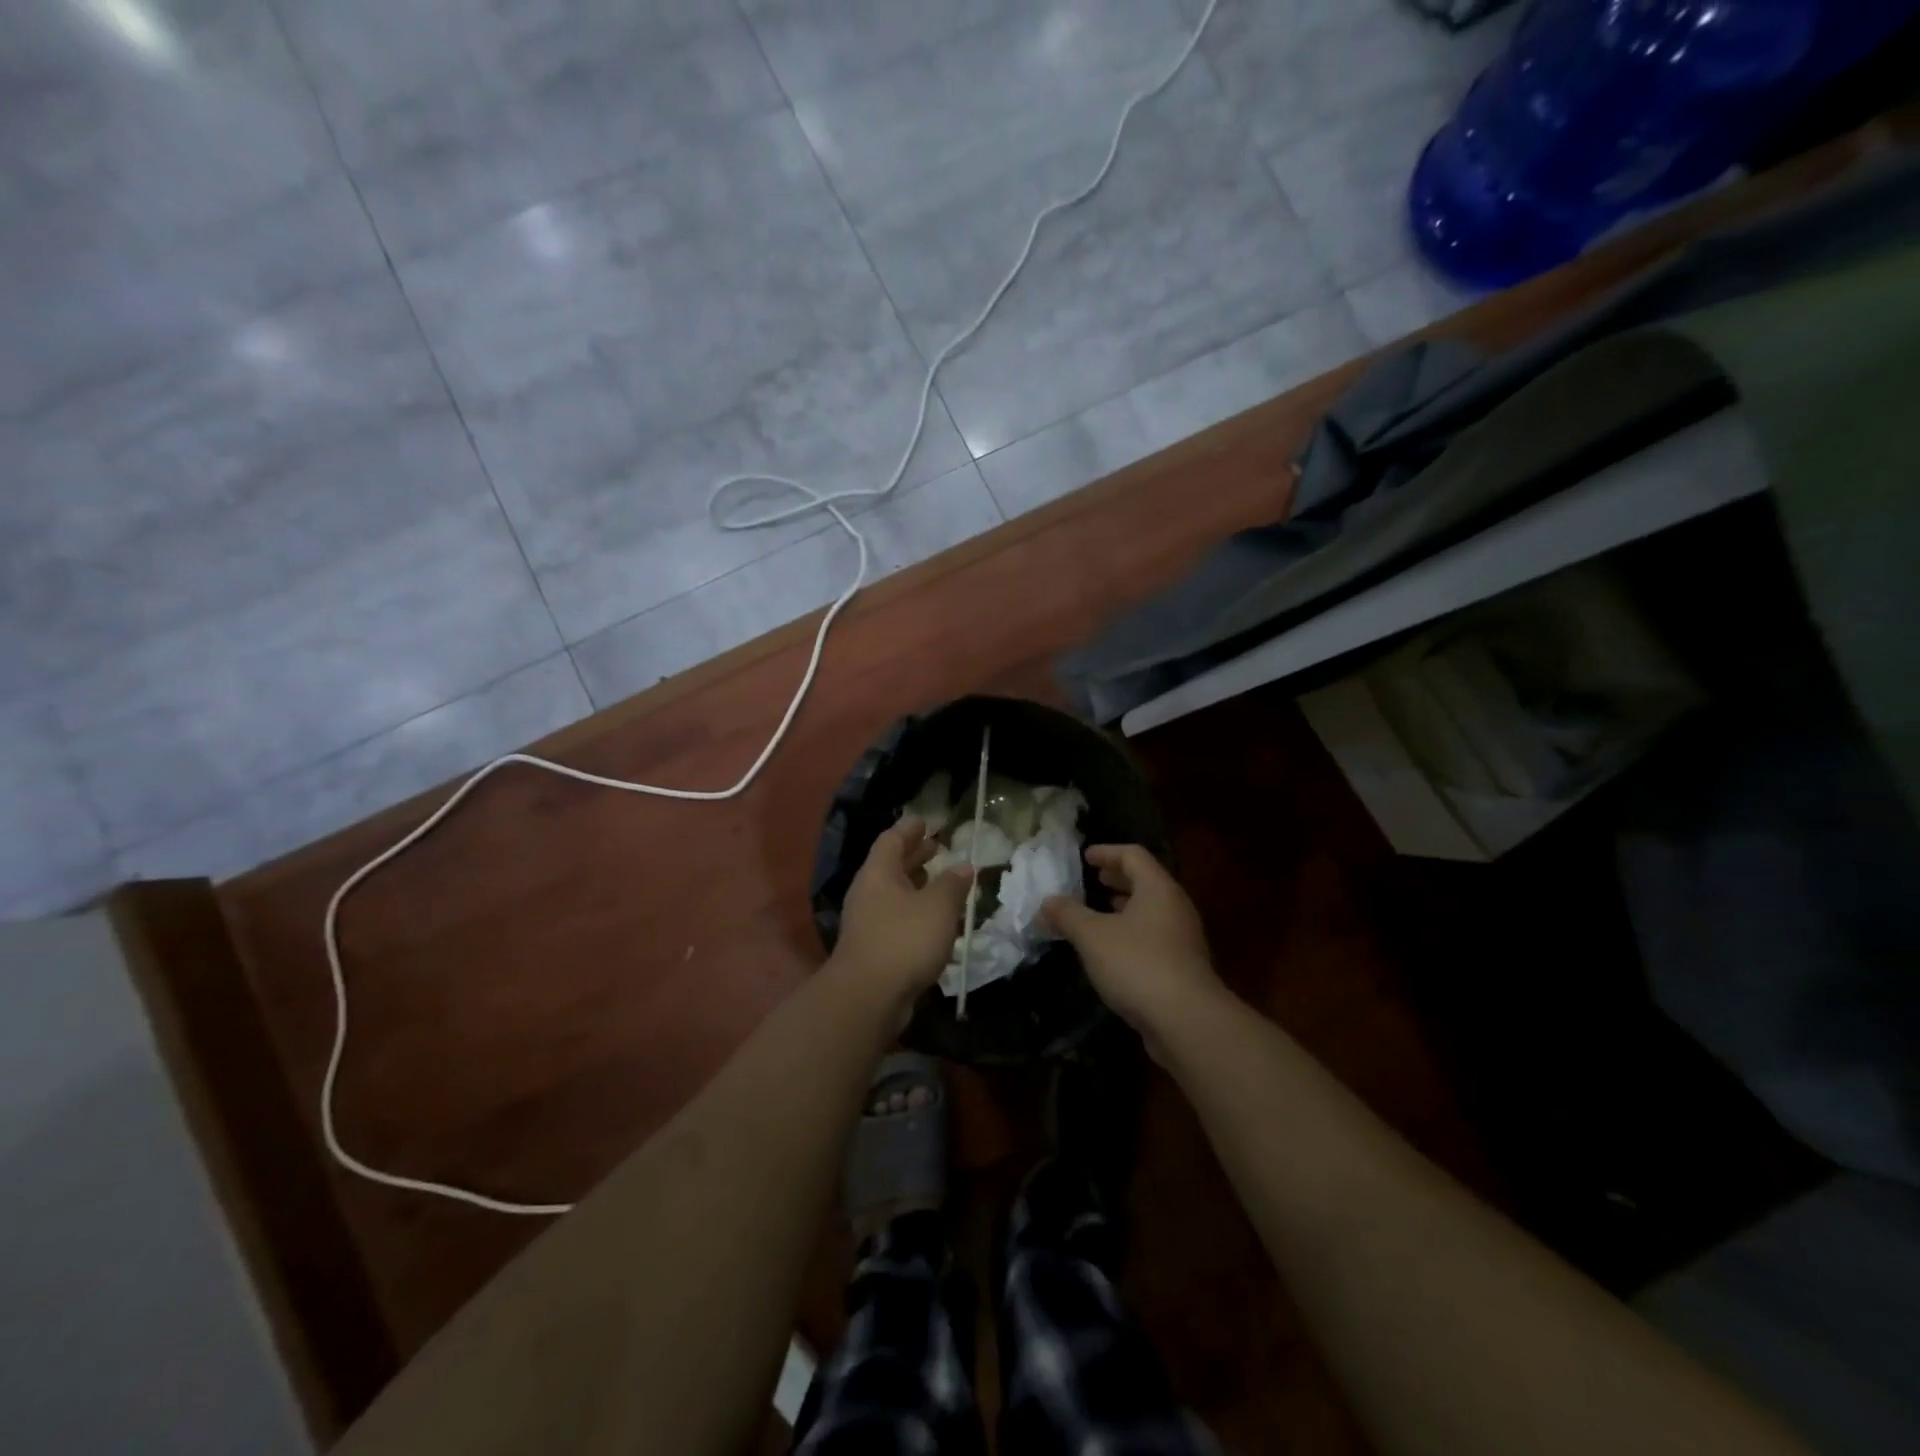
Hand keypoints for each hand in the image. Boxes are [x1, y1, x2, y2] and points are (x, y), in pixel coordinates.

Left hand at [831, 819, 972, 1013]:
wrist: (869, 997)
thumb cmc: (904, 939)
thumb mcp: (938, 906)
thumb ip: (953, 883)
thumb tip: (965, 866)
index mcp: (878, 873)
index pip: (892, 839)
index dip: (910, 829)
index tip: (926, 821)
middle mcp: (868, 892)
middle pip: (892, 865)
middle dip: (915, 855)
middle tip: (938, 847)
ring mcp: (868, 922)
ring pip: (895, 894)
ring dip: (917, 885)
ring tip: (941, 881)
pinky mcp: (874, 948)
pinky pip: (897, 919)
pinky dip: (916, 912)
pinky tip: (936, 921)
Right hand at [1043, 845, 1222, 1039]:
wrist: (1186, 1021)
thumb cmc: (1137, 964)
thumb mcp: (1092, 936)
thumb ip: (1067, 915)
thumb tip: (1046, 903)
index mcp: (1157, 889)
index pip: (1133, 855)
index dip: (1107, 852)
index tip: (1085, 856)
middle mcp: (1175, 908)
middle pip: (1146, 882)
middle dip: (1118, 880)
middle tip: (1095, 880)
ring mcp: (1183, 940)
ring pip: (1151, 912)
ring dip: (1125, 908)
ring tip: (1100, 913)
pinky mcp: (1183, 969)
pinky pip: (1154, 938)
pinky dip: (1132, 934)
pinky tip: (1112, 952)